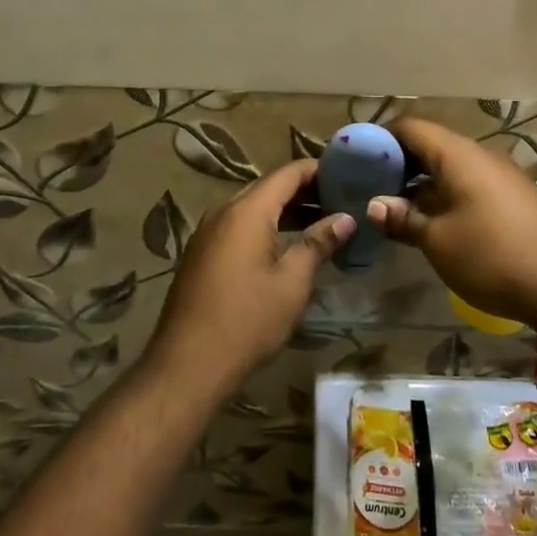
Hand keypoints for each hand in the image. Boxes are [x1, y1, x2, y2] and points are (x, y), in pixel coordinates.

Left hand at [144, 159, 352, 398]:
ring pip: (254, 209)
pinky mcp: (202, 255)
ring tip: (324, 223)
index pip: (288, 173)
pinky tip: (289, 247)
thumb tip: (346, 219)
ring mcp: (208, 234)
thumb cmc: (247, 320)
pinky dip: (267, 228)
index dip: (319, 170)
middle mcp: (224, 212)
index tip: (348, 174)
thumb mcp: (292, 282)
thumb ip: (318, 243)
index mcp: (247, 211)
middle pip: (270, 188)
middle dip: (306, 191)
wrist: (188, 365)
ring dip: (287, 212)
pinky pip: (240, 228)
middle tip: (342, 201)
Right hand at [367, 117, 536, 329]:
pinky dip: (445, 192)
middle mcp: (480, 155)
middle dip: (399, 162)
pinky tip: (432, 219)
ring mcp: (501, 175)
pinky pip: (470, 182)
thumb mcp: (438, 241)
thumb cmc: (491, 256)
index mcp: (458, 155)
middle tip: (371, 185)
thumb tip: (377, 205)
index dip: (382, 137)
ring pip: (451, 166)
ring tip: (395, 206)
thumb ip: (404, 219)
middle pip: (431, 145)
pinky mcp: (514, 196)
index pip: (411, 127)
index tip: (358, 157)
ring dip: (422, 181)